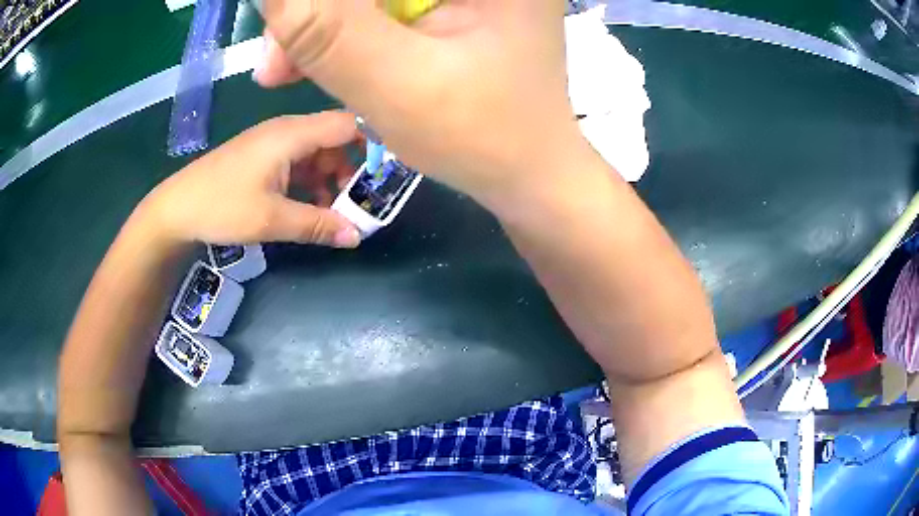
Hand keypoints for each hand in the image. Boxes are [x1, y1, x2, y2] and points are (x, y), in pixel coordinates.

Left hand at [143, 112, 361, 247]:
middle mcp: (287, 130)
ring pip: (320, 152)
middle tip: (366, 199)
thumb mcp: (272, 220)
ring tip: (340, 209)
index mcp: (292, 134)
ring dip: (334, 177)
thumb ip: (318, 225)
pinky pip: (301, 162)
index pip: (349, 124)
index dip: (375, 143)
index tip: (391, 172)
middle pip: (337, 137)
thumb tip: (358, 236)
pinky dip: (314, 181)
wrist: (176, 208)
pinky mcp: (265, 157)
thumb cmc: (221, 207)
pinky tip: (314, 206)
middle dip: (356, 167)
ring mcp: (275, 143)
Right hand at [256, 0, 589, 208]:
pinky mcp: (457, 7)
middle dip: (319, 16)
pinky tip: (320, 61)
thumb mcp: (397, 85)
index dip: (320, 3)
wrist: (527, 173)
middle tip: (278, 62)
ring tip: (286, 70)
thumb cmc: (481, 139)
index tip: (280, 32)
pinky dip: (347, 32)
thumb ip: (327, 33)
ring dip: (324, 27)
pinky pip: (384, 9)